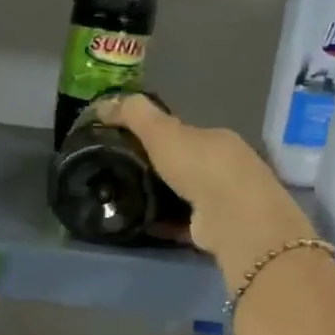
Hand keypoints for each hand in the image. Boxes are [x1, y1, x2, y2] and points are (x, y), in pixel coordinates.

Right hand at [93, 95, 317, 279]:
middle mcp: (224, 167)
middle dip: (157, 169)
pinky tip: (139, 224)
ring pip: (184, 195)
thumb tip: (101, 104)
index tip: (125, 143)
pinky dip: (163, 223)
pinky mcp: (215, 230)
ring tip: (124, 200)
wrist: (232, 218)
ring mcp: (223, 201)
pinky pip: (182, 223)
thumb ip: (134, 115)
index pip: (183, 133)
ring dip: (159, 198)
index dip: (155, 136)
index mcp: (216, 139)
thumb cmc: (200, 167)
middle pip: (184, 164)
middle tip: (120, 174)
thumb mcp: (162, 132)